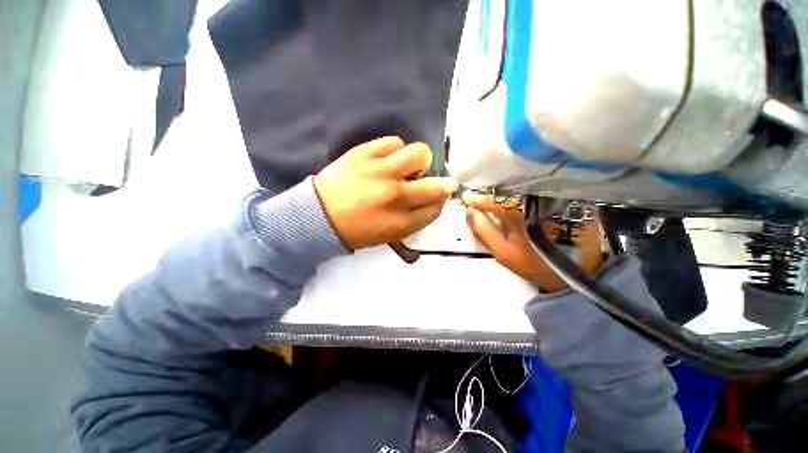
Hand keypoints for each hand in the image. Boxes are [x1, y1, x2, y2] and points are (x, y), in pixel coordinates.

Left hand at [314, 136, 457, 249]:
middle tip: (432, 182)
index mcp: (400, 223)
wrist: (317, 216)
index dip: (439, 202)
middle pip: (436, 186)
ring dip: (418, 162)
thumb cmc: (355, 230)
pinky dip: (396, 150)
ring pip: (419, 154)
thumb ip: (413, 220)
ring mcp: (379, 172)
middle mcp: (395, 197)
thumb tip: (432, 201)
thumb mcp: (388, 235)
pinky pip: (394, 142)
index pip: (435, 209)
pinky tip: (388, 159)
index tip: (437, 199)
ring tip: (405, 168)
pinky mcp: (364, 153)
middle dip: (442, 185)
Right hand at [464, 194, 604, 291]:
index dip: (478, 198)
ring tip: (493, 197)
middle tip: (479, 197)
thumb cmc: (533, 263)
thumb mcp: (502, 253)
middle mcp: (535, 202)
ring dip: (504, 191)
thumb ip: (483, 232)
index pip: (493, 200)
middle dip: (490, 192)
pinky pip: (535, 190)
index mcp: (519, 216)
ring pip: (521, 188)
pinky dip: (520, 192)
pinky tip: (513, 198)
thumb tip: (469, 211)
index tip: (467, 198)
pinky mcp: (561, 198)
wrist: (573, 270)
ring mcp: (550, 198)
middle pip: (507, 190)